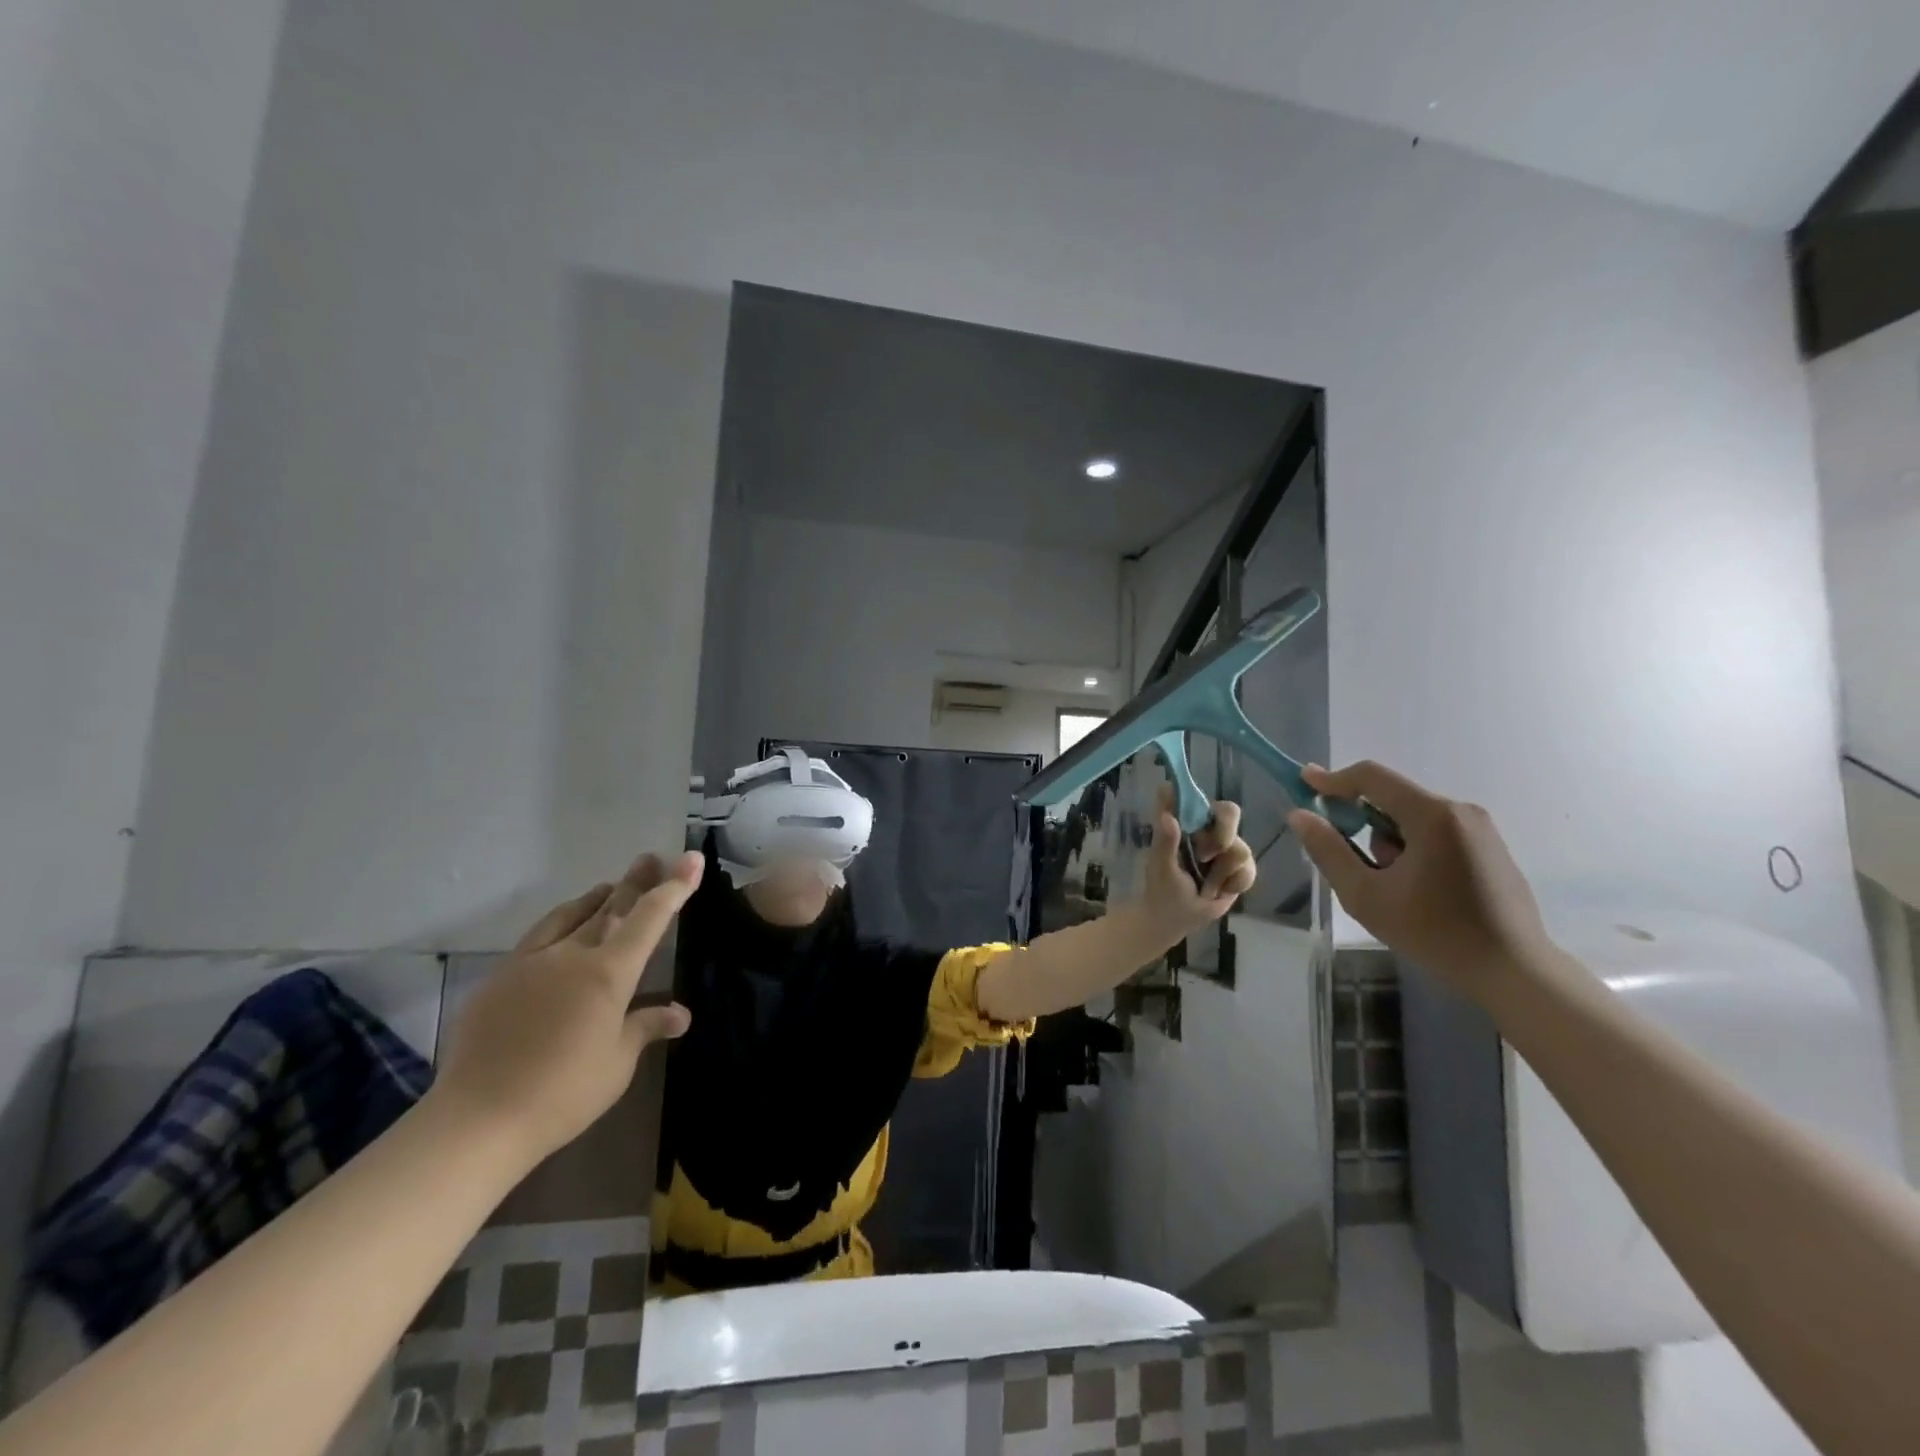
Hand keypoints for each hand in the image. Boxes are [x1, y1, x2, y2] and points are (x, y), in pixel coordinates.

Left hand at [429, 851, 700, 1165]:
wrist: (478, 1119)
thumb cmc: (563, 1092)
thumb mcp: (617, 1062)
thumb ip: (646, 1027)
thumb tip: (680, 1013)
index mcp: (609, 972)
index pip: (650, 917)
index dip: (674, 886)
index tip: (690, 859)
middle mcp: (572, 955)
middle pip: (610, 907)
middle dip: (635, 882)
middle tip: (649, 858)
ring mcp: (530, 963)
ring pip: (570, 916)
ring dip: (595, 899)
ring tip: (608, 887)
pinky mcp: (499, 979)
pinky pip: (538, 937)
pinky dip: (561, 924)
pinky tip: (560, 932)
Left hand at [1142, 786, 1257, 935]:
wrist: (1176, 920)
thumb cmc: (1162, 889)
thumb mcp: (1160, 866)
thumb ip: (1165, 841)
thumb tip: (1167, 816)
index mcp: (1184, 822)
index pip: (1194, 797)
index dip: (1197, 797)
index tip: (1194, 816)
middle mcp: (1207, 829)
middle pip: (1230, 812)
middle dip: (1222, 836)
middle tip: (1204, 857)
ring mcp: (1226, 846)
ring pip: (1241, 847)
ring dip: (1221, 873)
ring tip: (1205, 885)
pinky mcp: (1239, 867)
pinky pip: (1248, 869)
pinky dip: (1234, 884)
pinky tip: (1219, 891)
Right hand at [1287, 761, 1552, 989]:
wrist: (1515, 971)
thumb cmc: (1434, 932)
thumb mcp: (1365, 895)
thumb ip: (1328, 850)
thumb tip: (1300, 815)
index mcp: (1431, 815)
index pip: (1371, 777)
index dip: (1332, 779)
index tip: (1304, 783)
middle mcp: (1459, 810)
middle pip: (1391, 798)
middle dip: (1362, 822)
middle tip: (1350, 860)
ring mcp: (1480, 829)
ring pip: (1413, 818)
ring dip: (1389, 840)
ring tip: (1392, 887)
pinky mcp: (1490, 848)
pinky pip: (1436, 832)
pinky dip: (1413, 848)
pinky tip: (1418, 890)